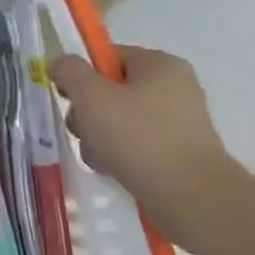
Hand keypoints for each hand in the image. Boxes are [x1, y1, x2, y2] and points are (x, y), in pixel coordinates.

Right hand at [49, 46, 244, 248]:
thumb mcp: (90, 95)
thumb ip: (68, 70)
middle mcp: (174, 88)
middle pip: (109, 90)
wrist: (192, 197)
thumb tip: (62, 64)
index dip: (81, 75)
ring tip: (100, 156)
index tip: (69, 98)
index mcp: (160, 65)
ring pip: (117, 120)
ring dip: (97, 136)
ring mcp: (178, 122)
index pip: (106, 57)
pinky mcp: (177, 152)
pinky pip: (134, 144)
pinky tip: (113, 168)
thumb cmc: (138, 136)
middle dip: (87, 112)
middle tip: (85, 130)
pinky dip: (117, 154)